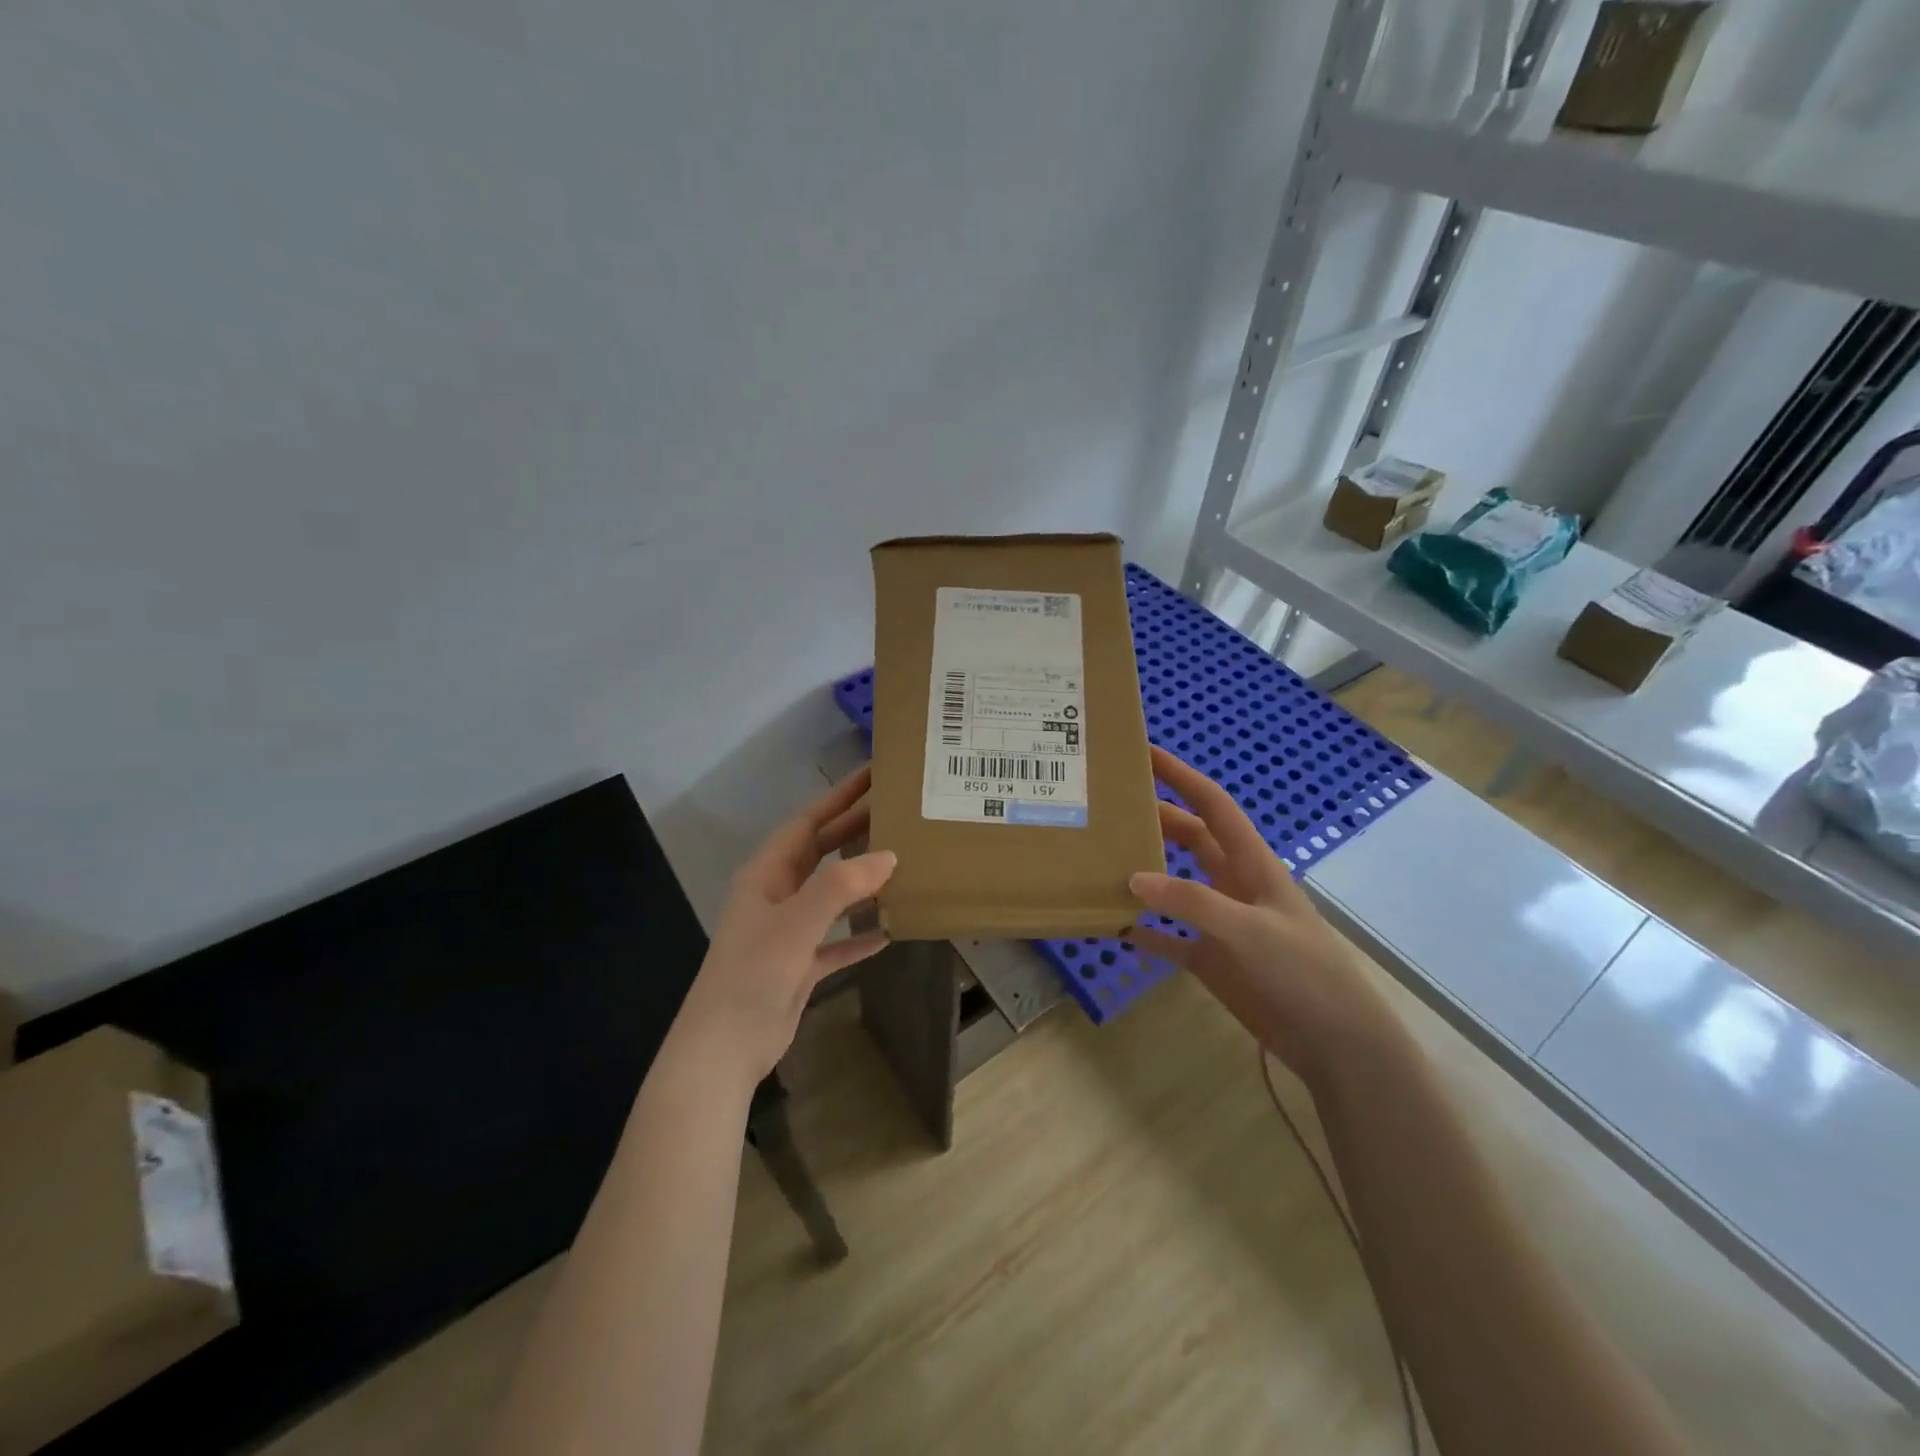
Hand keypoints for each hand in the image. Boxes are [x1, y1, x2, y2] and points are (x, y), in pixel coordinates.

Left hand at [674, 766, 896, 1084]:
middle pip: (821, 852)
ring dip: (860, 880)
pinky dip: (858, 933)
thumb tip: (888, 856)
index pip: (808, 822)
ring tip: (900, 861)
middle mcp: (777, 895)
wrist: (724, 1048)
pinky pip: (836, 940)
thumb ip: (841, 886)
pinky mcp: (799, 965)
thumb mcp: (797, 923)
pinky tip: (889, 930)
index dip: (839, 797)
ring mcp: (788, 931)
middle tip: (895, 810)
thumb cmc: (753, 974)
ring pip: (830, 894)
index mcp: (767, 874)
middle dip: (854, 830)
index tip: (872, 774)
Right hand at [1130, 745, 1392, 1083]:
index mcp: (1251, 863)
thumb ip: (1192, 902)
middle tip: (1108, 808)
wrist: (1334, 1041)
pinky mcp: (1211, 960)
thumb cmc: (1302, 971)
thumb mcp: (1249, 929)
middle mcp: (1232, 884)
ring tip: (1100, 860)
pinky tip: (1113, 925)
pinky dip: (1143, 931)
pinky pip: (1167, 938)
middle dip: (1154, 818)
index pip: (1212, 805)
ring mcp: (1220, 922)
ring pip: (1173, 885)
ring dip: (1143, 873)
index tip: (1145, 752)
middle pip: (1188, 839)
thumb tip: (1132, 878)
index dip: (1181, 776)